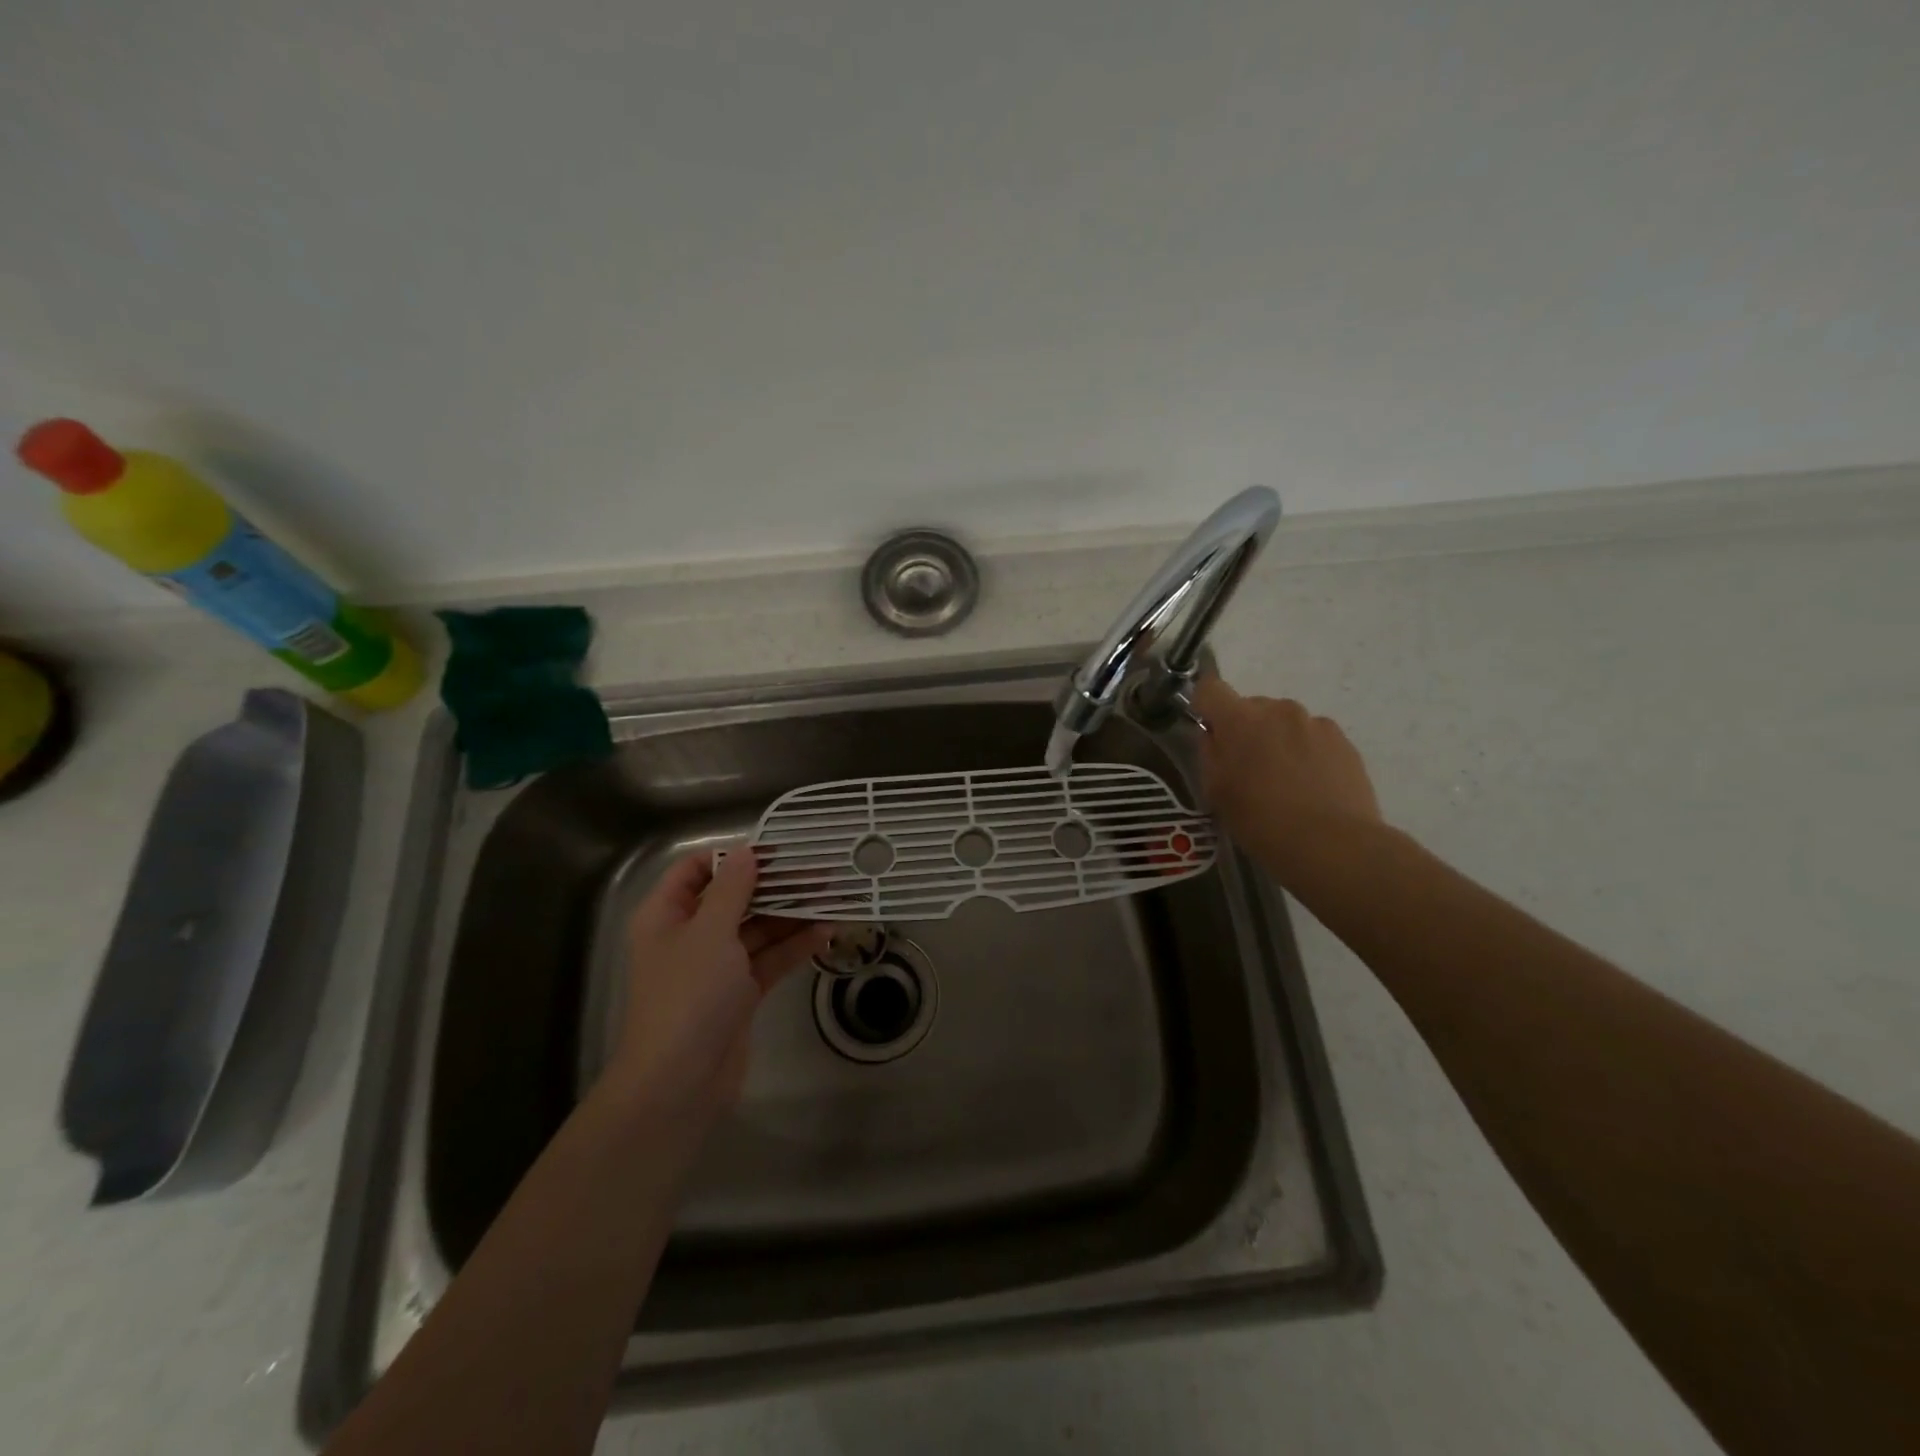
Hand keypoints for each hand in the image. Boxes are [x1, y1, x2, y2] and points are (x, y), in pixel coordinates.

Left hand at [601, 849, 832, 1129]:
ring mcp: (717, 966)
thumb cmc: (688, 996)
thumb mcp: (710, 933)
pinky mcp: (741, 993)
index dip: (735, 856)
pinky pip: (771, 959)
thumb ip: (733, 889)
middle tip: (821, 873)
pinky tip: (827, 932)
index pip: (697, 870)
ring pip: (759, 928)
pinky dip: (796, 946)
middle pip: (735, 898)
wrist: (679, 1083)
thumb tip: (747, 852)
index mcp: (668, 915)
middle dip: (776, 885)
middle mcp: (691, 935)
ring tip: (834, 898)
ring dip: (793, 915)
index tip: (777, 850)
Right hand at [1191, 677, 1382, 888]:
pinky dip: (1307, 753)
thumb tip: (1214, 735)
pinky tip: (1311, 787)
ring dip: (1278, 740)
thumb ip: (1210, 754)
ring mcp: (1315, 723)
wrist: (1332, 844)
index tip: (1210, 730)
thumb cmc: (1261, 821)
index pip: (1210, 689)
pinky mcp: (1343, 741)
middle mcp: (1279, 710)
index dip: (1205, 706)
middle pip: (1251, 707)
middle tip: (1248, 769)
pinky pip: (1313, 737)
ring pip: (1285, 722)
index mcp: (1240, 719)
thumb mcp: (1216, 792)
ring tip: (1286, 782)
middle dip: (1246, 730)